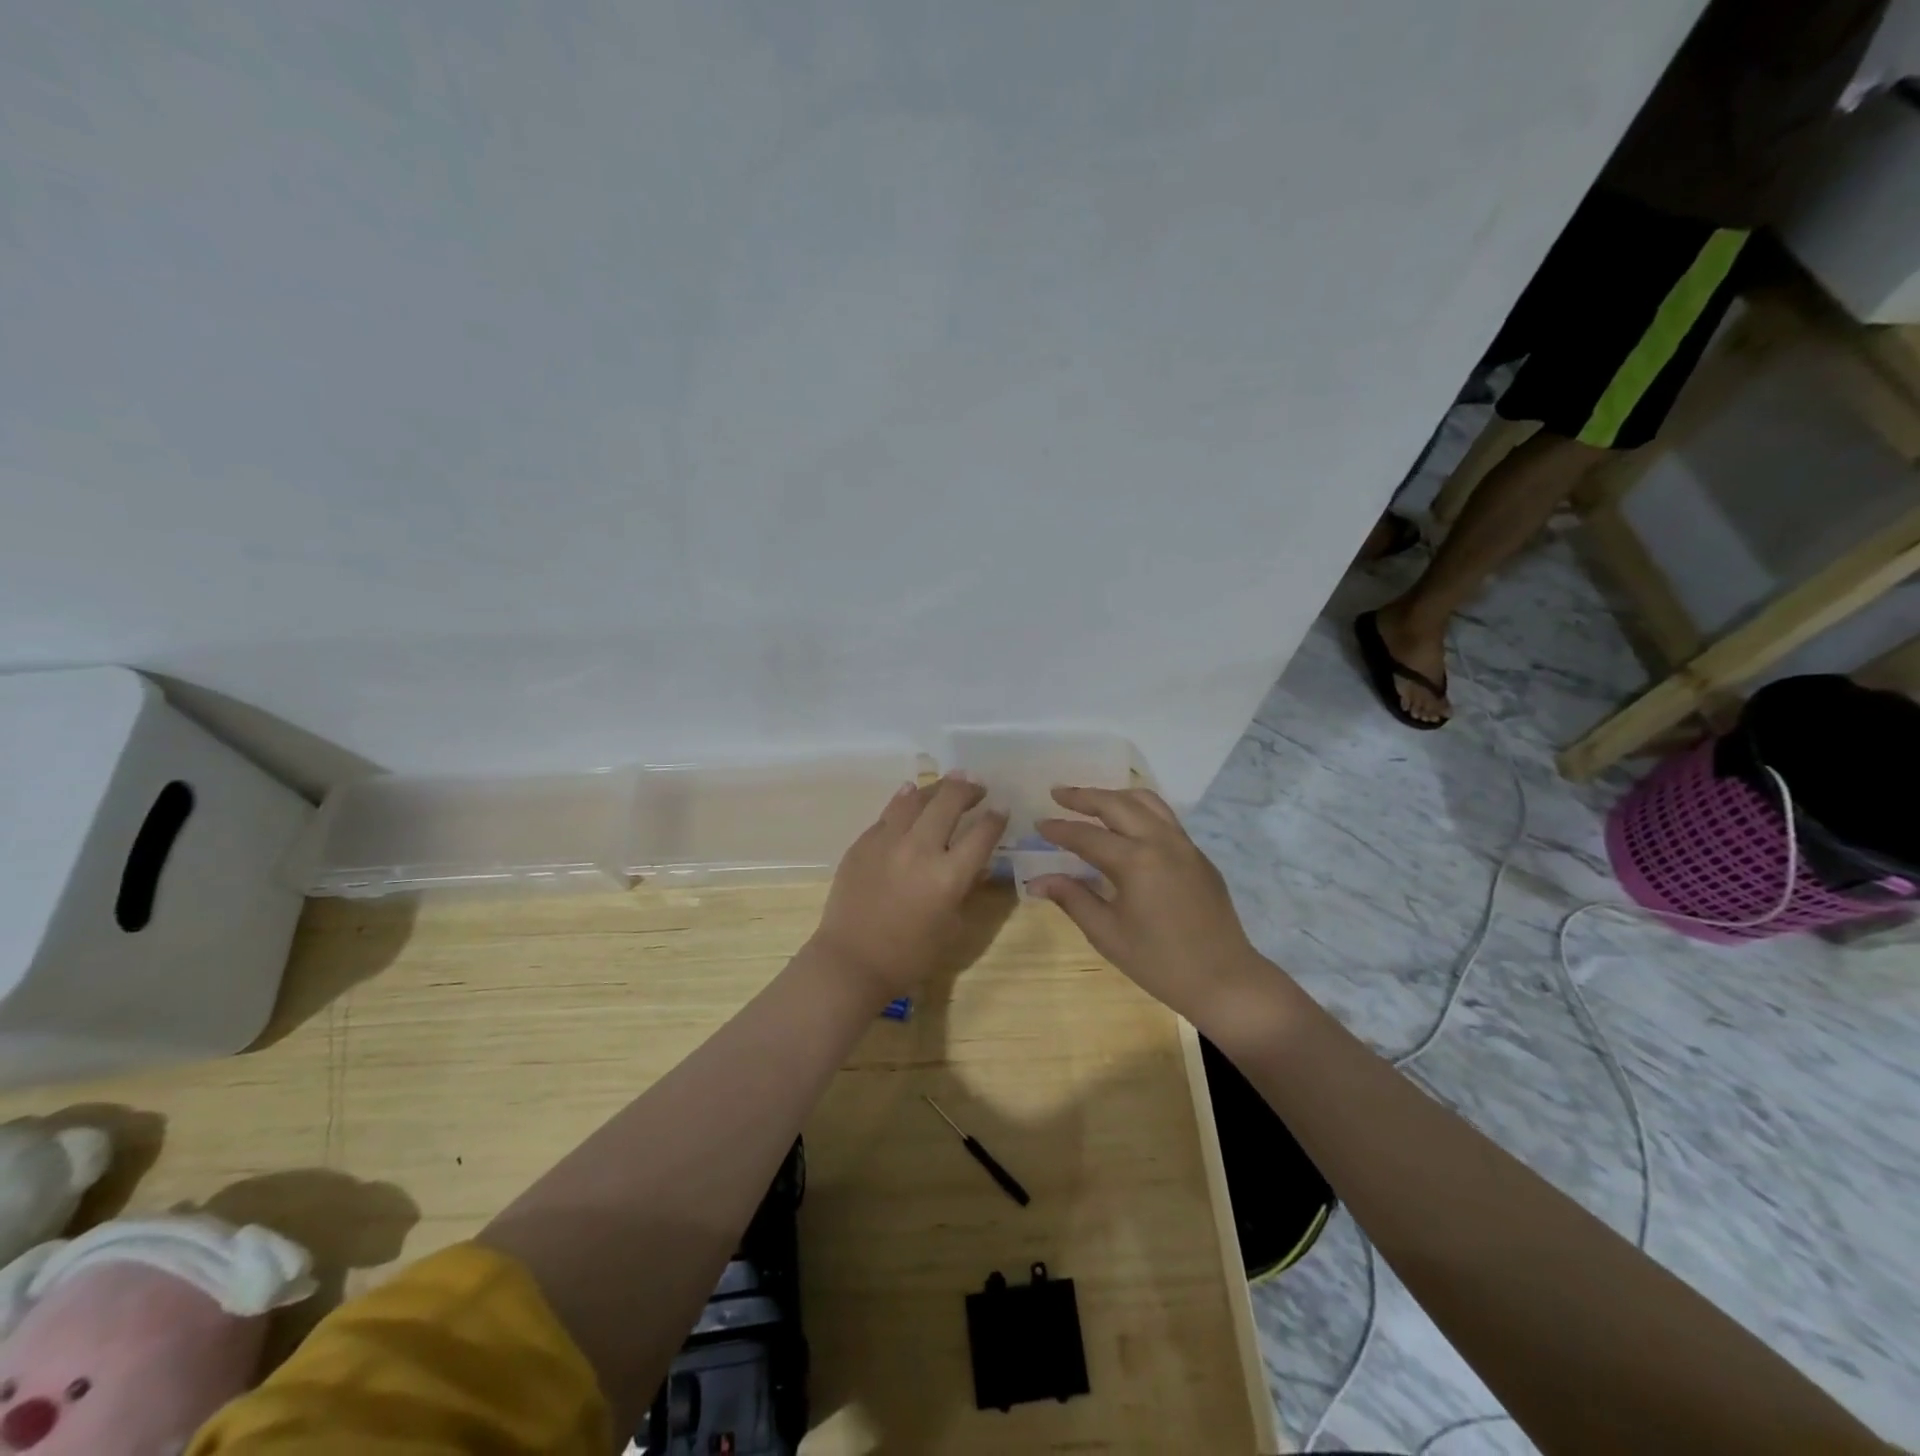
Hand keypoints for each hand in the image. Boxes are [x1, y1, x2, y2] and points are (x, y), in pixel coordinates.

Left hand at [809, 775, 1007, 1003]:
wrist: (852, 960)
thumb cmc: (910, 954)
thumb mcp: (953, 927)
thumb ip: (967, 889)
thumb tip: (979, 864)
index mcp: (949, 876)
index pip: (983, 833)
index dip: (996, 818)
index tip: (1001, 810)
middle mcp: (920, 849)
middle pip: (949, 801)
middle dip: (968, 789)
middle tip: (976, 788)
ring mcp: (888, 841)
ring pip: (916, 798)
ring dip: (936, 788)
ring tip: (947, 785)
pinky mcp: (863, 842)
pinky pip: (889, 812)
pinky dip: (905, 800)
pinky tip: (910, 794)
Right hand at [1029, 787, 1275, 1027]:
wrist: (1224, 980)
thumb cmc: (1159, 962)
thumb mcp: (1107, 933)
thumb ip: (1072, 898)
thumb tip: (1036, 881)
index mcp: (1135, 861)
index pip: (1087, 835)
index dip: (1059, 829)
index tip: (1038, 823)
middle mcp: (1161, 841)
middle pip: (1117, 804)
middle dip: (1084, 796)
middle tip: (1058, 793)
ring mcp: (1185, 845)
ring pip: (1147, 802)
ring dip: (1115, 796)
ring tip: (1092, 800)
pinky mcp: (1198, 855)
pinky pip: (1165, 818)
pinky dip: (1140, 810)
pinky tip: (1127, 825)